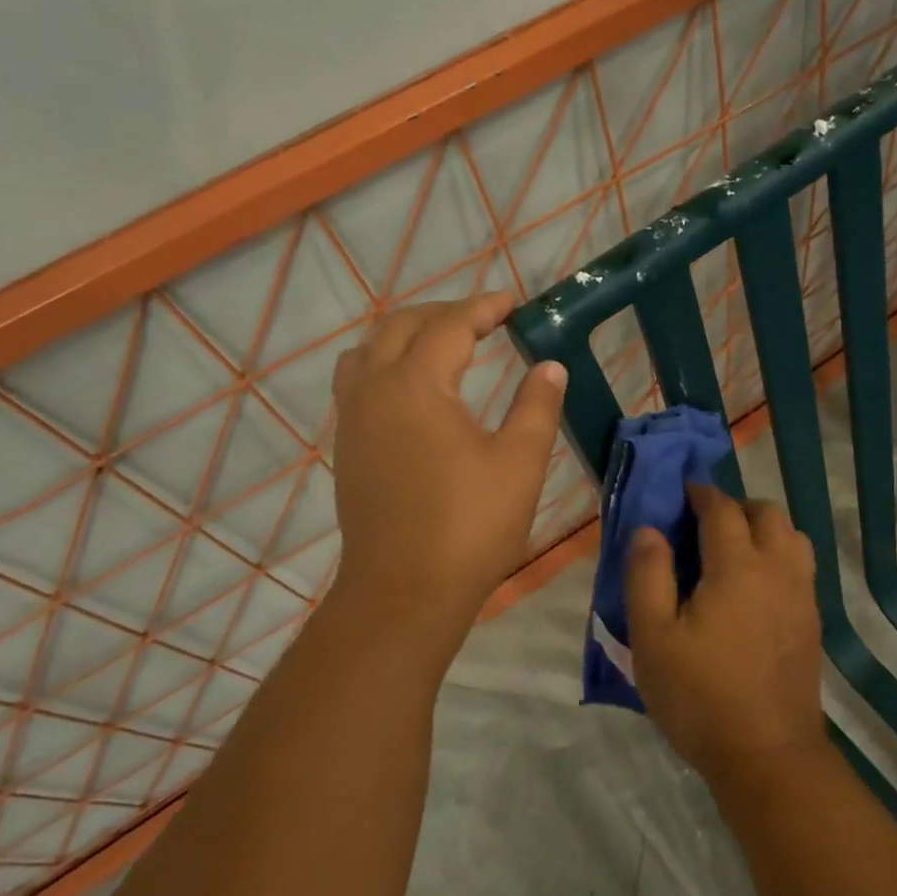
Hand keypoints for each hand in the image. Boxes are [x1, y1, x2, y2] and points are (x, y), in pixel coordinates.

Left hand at [330, 293, 566, 626]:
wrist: (404, 592)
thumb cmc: (470, 526)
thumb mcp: (520, 463)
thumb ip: (536, 405)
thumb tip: (549, 366)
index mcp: (416, 384)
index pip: (450, 325)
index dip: (484, 308)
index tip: (514, 304)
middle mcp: (374, 390)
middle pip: (400, 326)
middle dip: (443, 314)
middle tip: (484, 320)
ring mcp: (352, 420)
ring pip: (368, 351)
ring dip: (405, 336)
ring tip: (442, 346)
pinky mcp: (347, 448)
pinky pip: (357, 383)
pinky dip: (385, 365)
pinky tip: (414, 392)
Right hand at [625, 484, 827, 788]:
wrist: (767, 755)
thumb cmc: (700, 695)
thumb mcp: (653, 637)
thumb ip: (647, 575)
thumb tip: (649, 529)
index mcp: (737, 566)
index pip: (721, 509)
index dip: (701, 494)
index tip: (683, 492)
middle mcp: (777, 570)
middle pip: (767, 513)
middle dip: (736, 507)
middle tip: (705, 526)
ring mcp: (802, 596)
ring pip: (792, 537)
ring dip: (764, 530)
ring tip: (733, 553)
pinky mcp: (812, 622)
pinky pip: (801, 567)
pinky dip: (779, 557)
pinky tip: (756, 588)